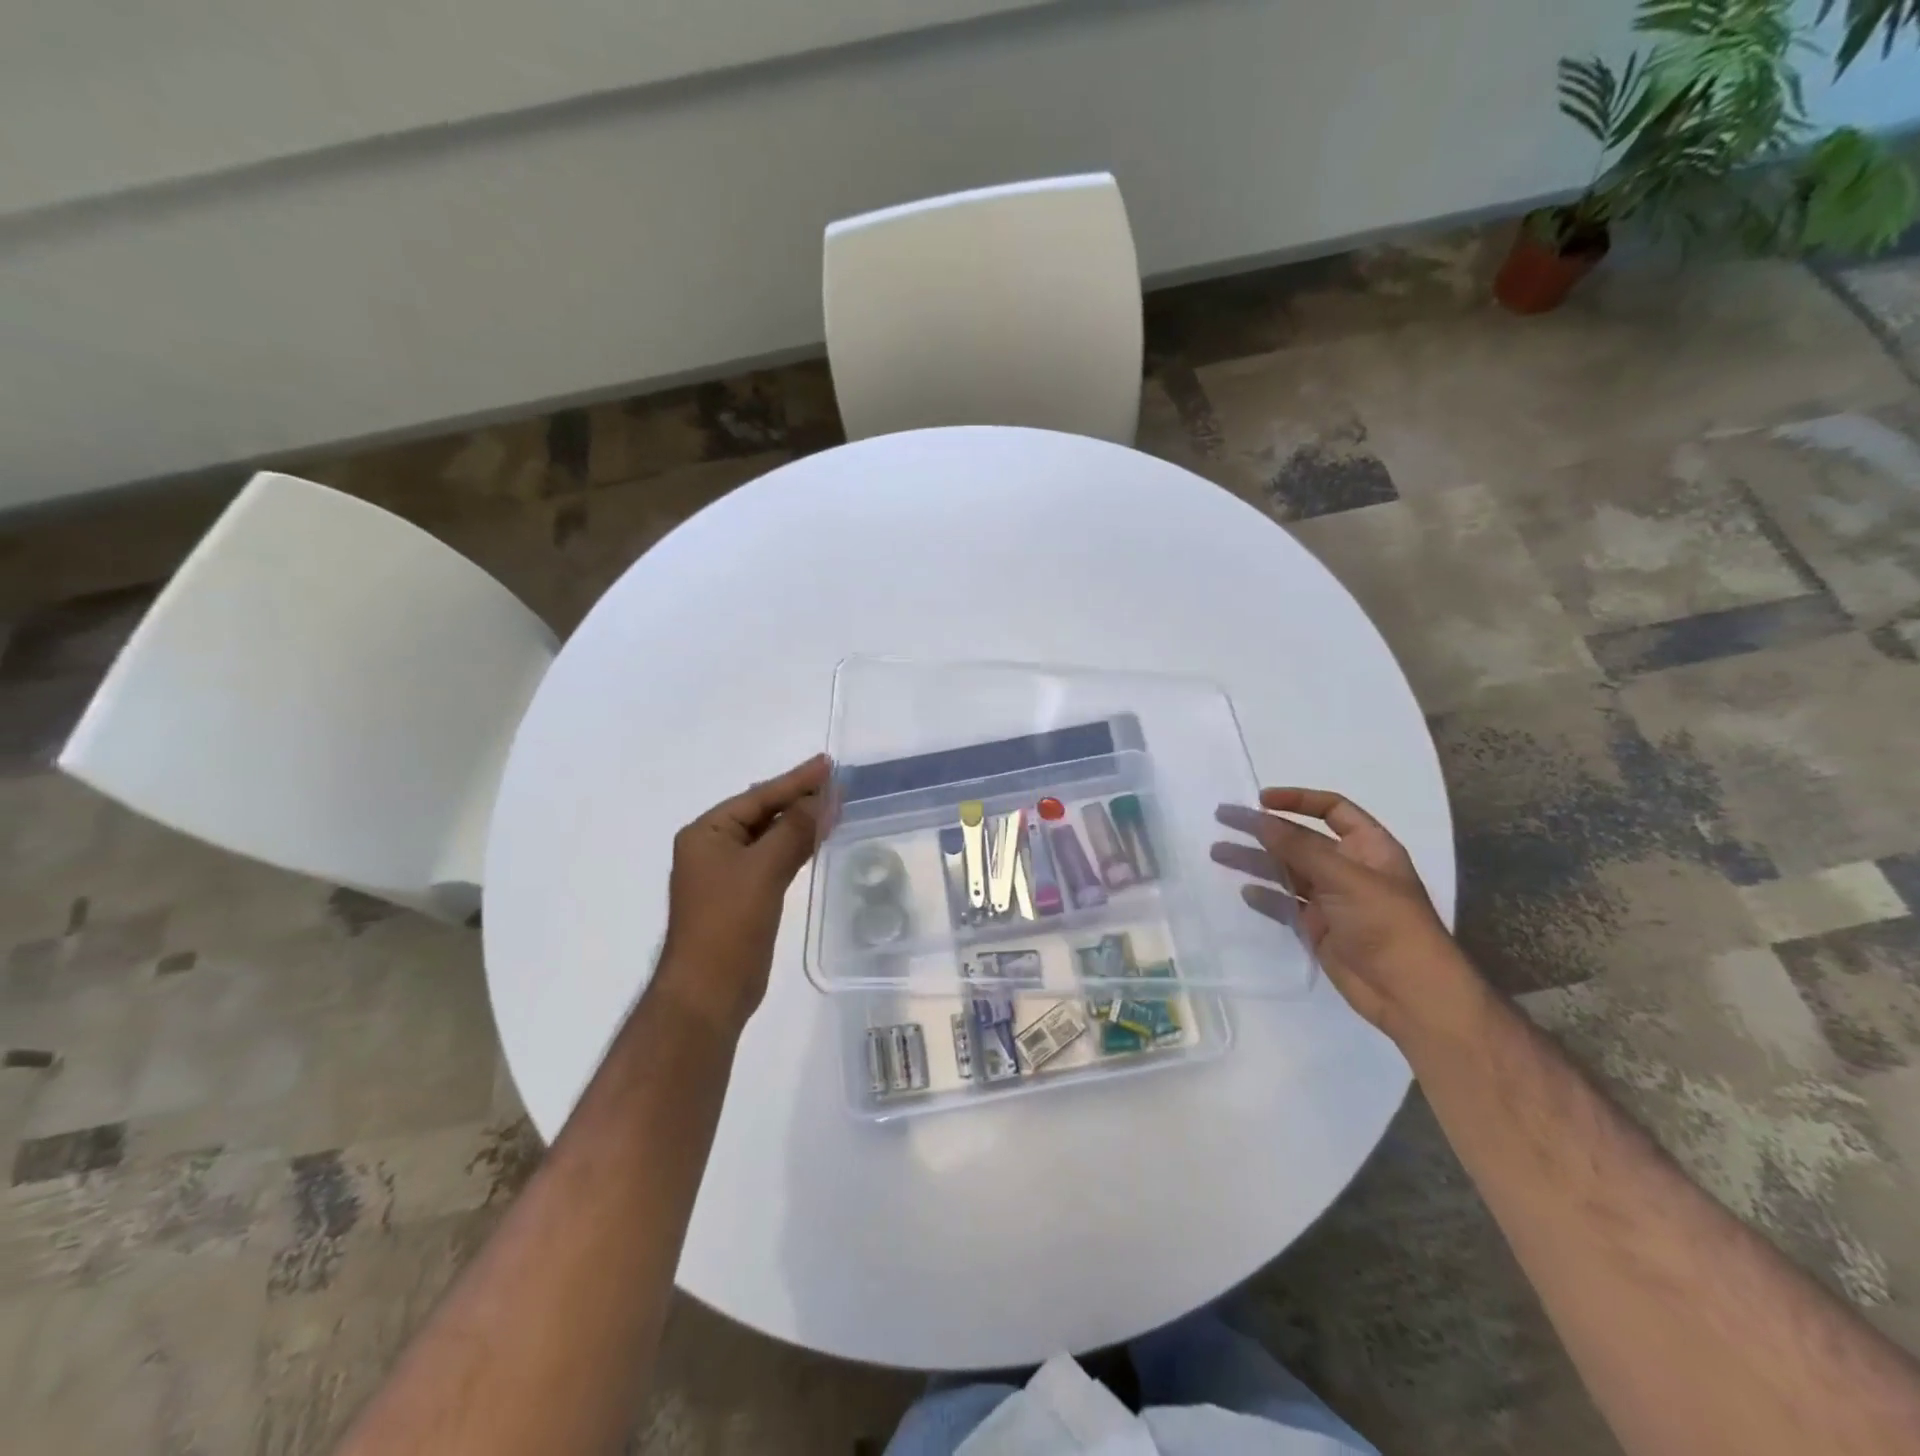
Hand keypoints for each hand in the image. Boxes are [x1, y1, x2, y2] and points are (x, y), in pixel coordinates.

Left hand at [654, 754, 828, 1035]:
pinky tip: (818, 840)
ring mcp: (728, 873)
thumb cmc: (729, 924)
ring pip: (770, 836)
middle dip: (800, 798)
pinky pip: (774, 859)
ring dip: (800, 822)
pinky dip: (796, 847)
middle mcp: (714, 847)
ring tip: (835, 805)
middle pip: (763, 813)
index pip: (759, 797)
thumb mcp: (763, 869)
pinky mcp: (743, 896)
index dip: (796, 780)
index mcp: (707, 833)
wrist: (708, 992)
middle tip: (837, 783)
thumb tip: (824, 798)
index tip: (828, 764)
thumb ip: (794, 829)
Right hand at [1212, 788, 1475, 1041]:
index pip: (1332, 810)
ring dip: (1255, 860)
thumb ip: (1298, 847)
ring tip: (1218, 852)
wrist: (1409, 992)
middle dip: (1263, 829)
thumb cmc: (1387, 924)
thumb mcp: (1344, 877)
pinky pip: (1286, 904)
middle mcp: (1348, 867)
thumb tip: (1259, 819)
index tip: (1261, 800)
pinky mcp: (1318, 928)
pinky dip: (1266, 897)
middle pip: (1300, 839)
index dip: (1298, 800)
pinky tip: (1245, 892)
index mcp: (1368, 847)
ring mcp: (1332, 899)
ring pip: (1286, 870)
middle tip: (1224, 818)